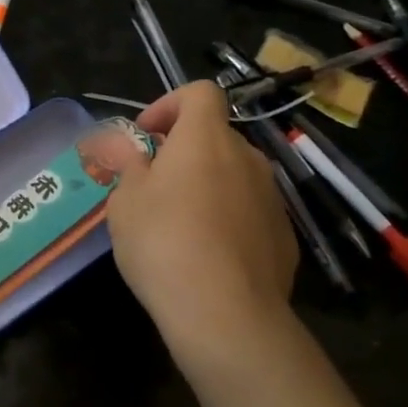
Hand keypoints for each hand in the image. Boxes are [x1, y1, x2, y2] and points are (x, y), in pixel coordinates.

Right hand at [104, 82, 298, 378]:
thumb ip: (126, 164)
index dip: (168, 104)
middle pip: (214, 137)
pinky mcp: (283, 236)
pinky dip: (226, 218)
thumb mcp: (125, 201)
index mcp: (206, 140)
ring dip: (204, 185)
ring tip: (175, 224)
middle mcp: (246, 158)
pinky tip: (205, 255)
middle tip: (150, 185)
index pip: (199, 93)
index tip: (145, 136)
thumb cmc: (163, 243)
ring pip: (232, 175)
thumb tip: (124, 145)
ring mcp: (271, 198)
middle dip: (181, 151)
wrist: (225, 313)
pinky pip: (248, 211)